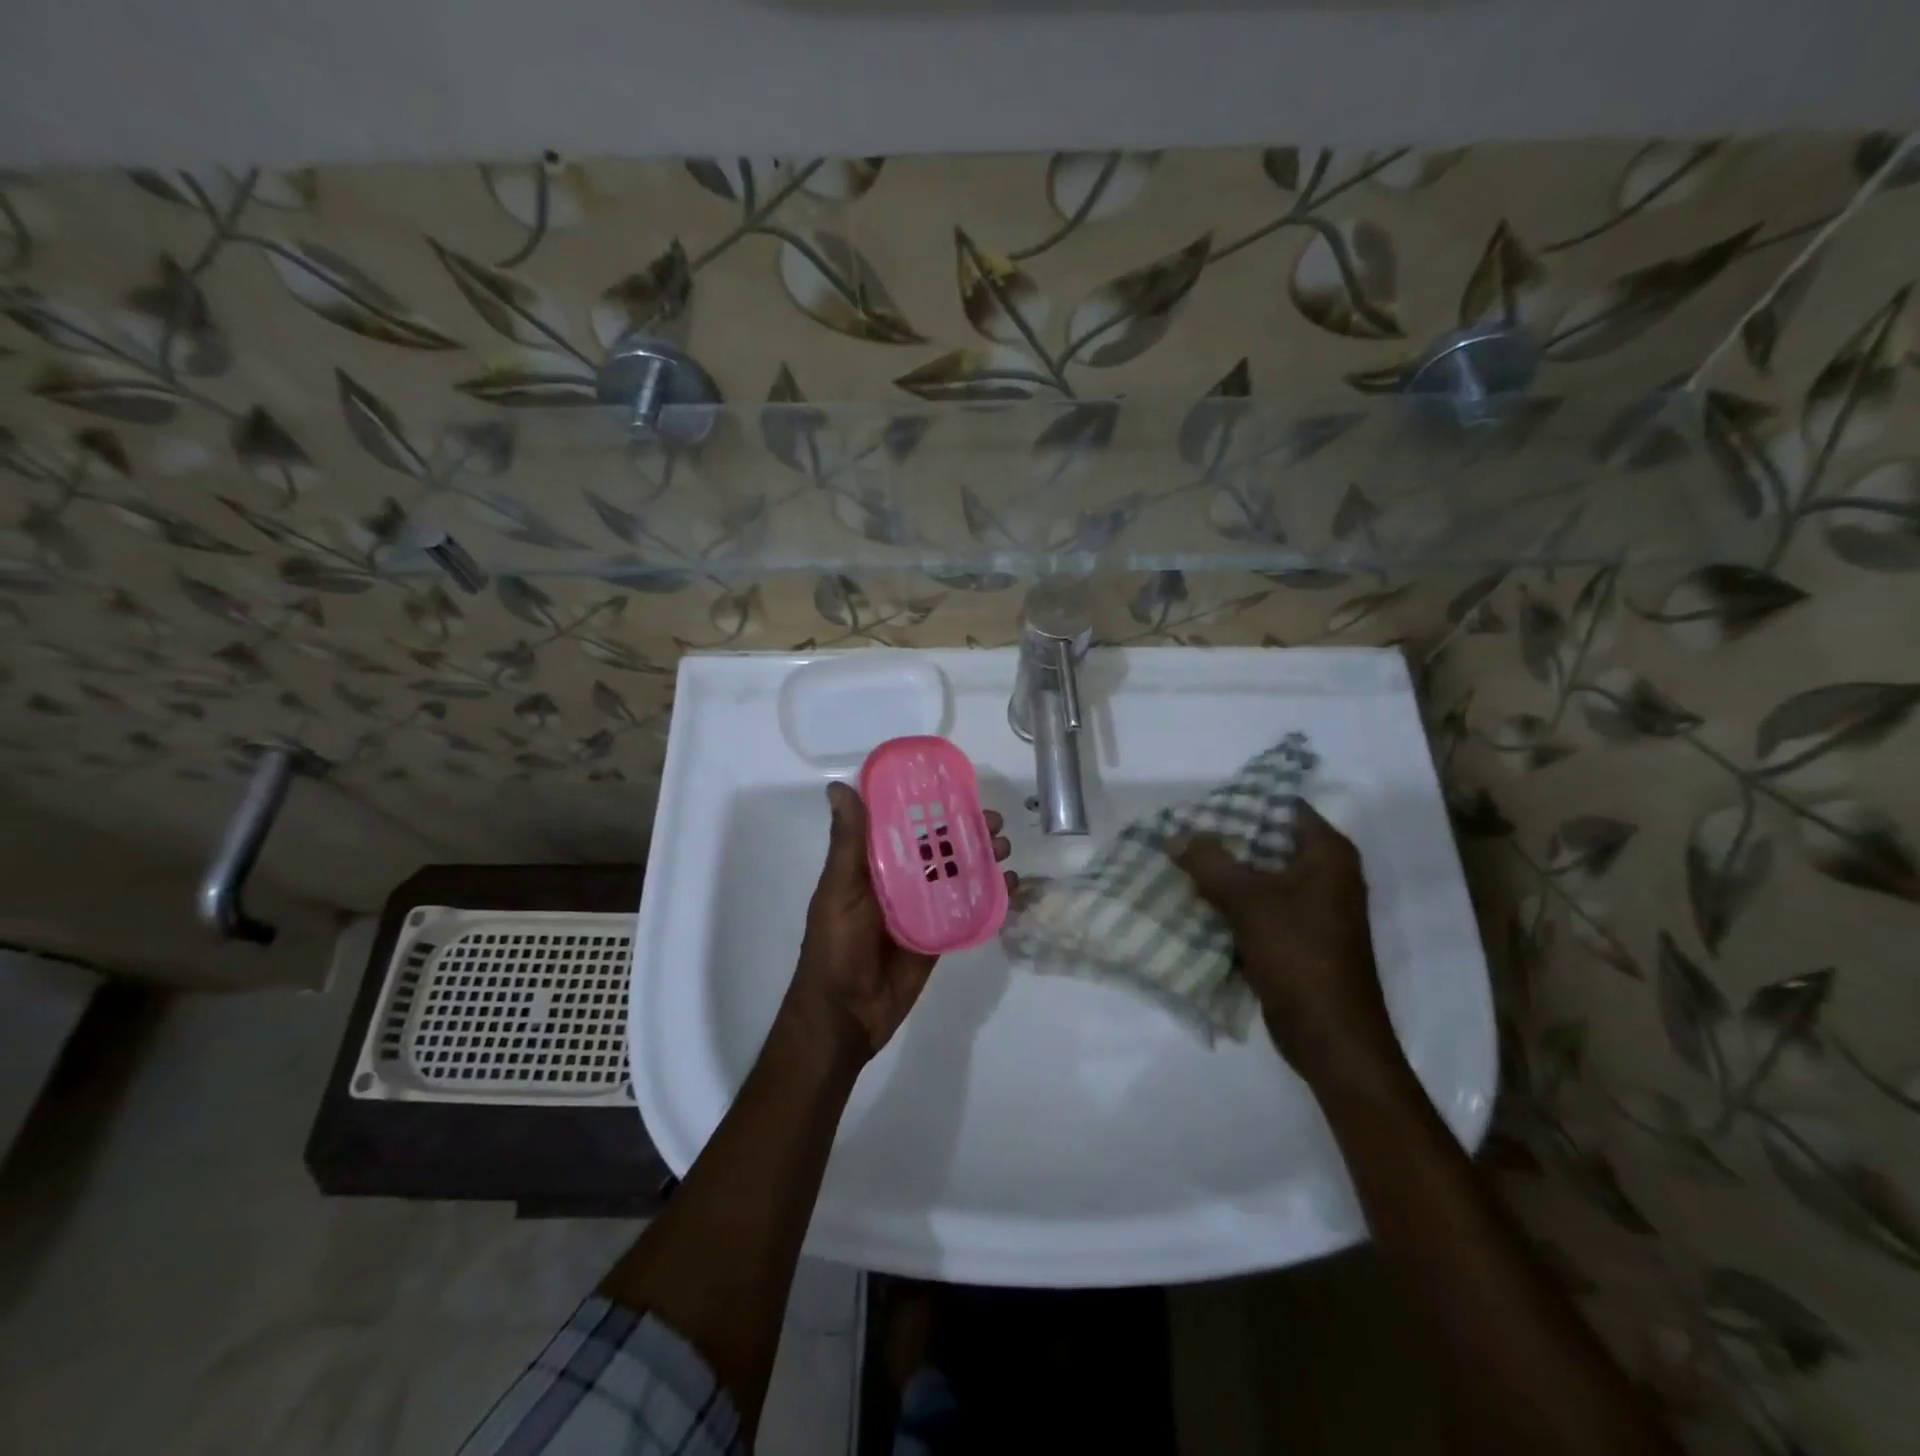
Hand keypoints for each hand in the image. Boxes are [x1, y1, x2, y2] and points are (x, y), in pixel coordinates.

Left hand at [781, 781, 1013, 1070]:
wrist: (845, 1016)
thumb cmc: (835, 946)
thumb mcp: (838, 889)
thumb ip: (847, 842)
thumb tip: (838, 786)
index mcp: (871, 865)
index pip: (902, 824)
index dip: (927, 804)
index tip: (955, 785)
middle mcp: (898, 881)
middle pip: (937, 847)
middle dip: (965, 831)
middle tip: (994, 820)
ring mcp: (921, 909)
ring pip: (956, 875)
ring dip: (981, 858)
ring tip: (1005, 846)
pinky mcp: (939, 936)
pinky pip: (967, 909)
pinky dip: (990, 895)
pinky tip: (1011, 883)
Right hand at [1172, 802, 1400, 1086]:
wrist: (1330, 1035)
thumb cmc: (1298, 955)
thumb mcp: (1248, 901)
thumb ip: (1210, 862)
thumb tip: (1176, 834)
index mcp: (1328, 855)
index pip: (1284, 808)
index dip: (1243, 802)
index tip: (1201, 805)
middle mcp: (1326, 874)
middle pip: (1268, 841)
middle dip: (1225, 839)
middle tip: (1181, 833)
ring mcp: (1313, 908)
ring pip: (1260, 876)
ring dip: (1224, 873)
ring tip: (1179, 862)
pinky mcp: (1298, 937)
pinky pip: (1259, 907)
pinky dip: (1231, 903)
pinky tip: (1194, 900)